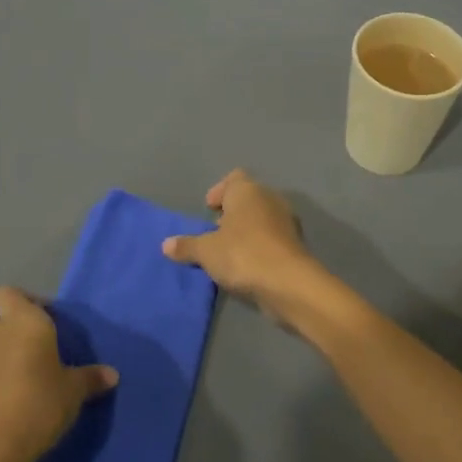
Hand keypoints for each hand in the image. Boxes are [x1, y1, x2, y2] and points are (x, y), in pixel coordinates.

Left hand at [0, 287, 117, 461]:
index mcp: (25, 323)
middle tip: (25, 342)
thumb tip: (112, 374)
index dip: (26, 302)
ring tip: (11, 369)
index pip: (11, 293)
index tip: (46, 320)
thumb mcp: (74, 392)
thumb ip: (91, 379)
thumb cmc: (39, 405)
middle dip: (1, 322)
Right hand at [162, 169, 323, 324]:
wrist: (288, 283)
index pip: (234, 178)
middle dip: (232, 212)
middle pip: (248, 197)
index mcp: (247, 191)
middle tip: (215, 231)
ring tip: (229, 250)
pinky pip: (272, 237)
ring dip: (246, 230)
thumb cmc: (242, 254)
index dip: (219, 191)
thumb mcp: (206, 251)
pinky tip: (247, 264)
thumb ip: (187, 246)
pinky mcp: (295, 244)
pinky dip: (260, 245)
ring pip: (262, 217)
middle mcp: (270, 198)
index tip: (209, 208)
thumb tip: (166, 244)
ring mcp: (286, 221)